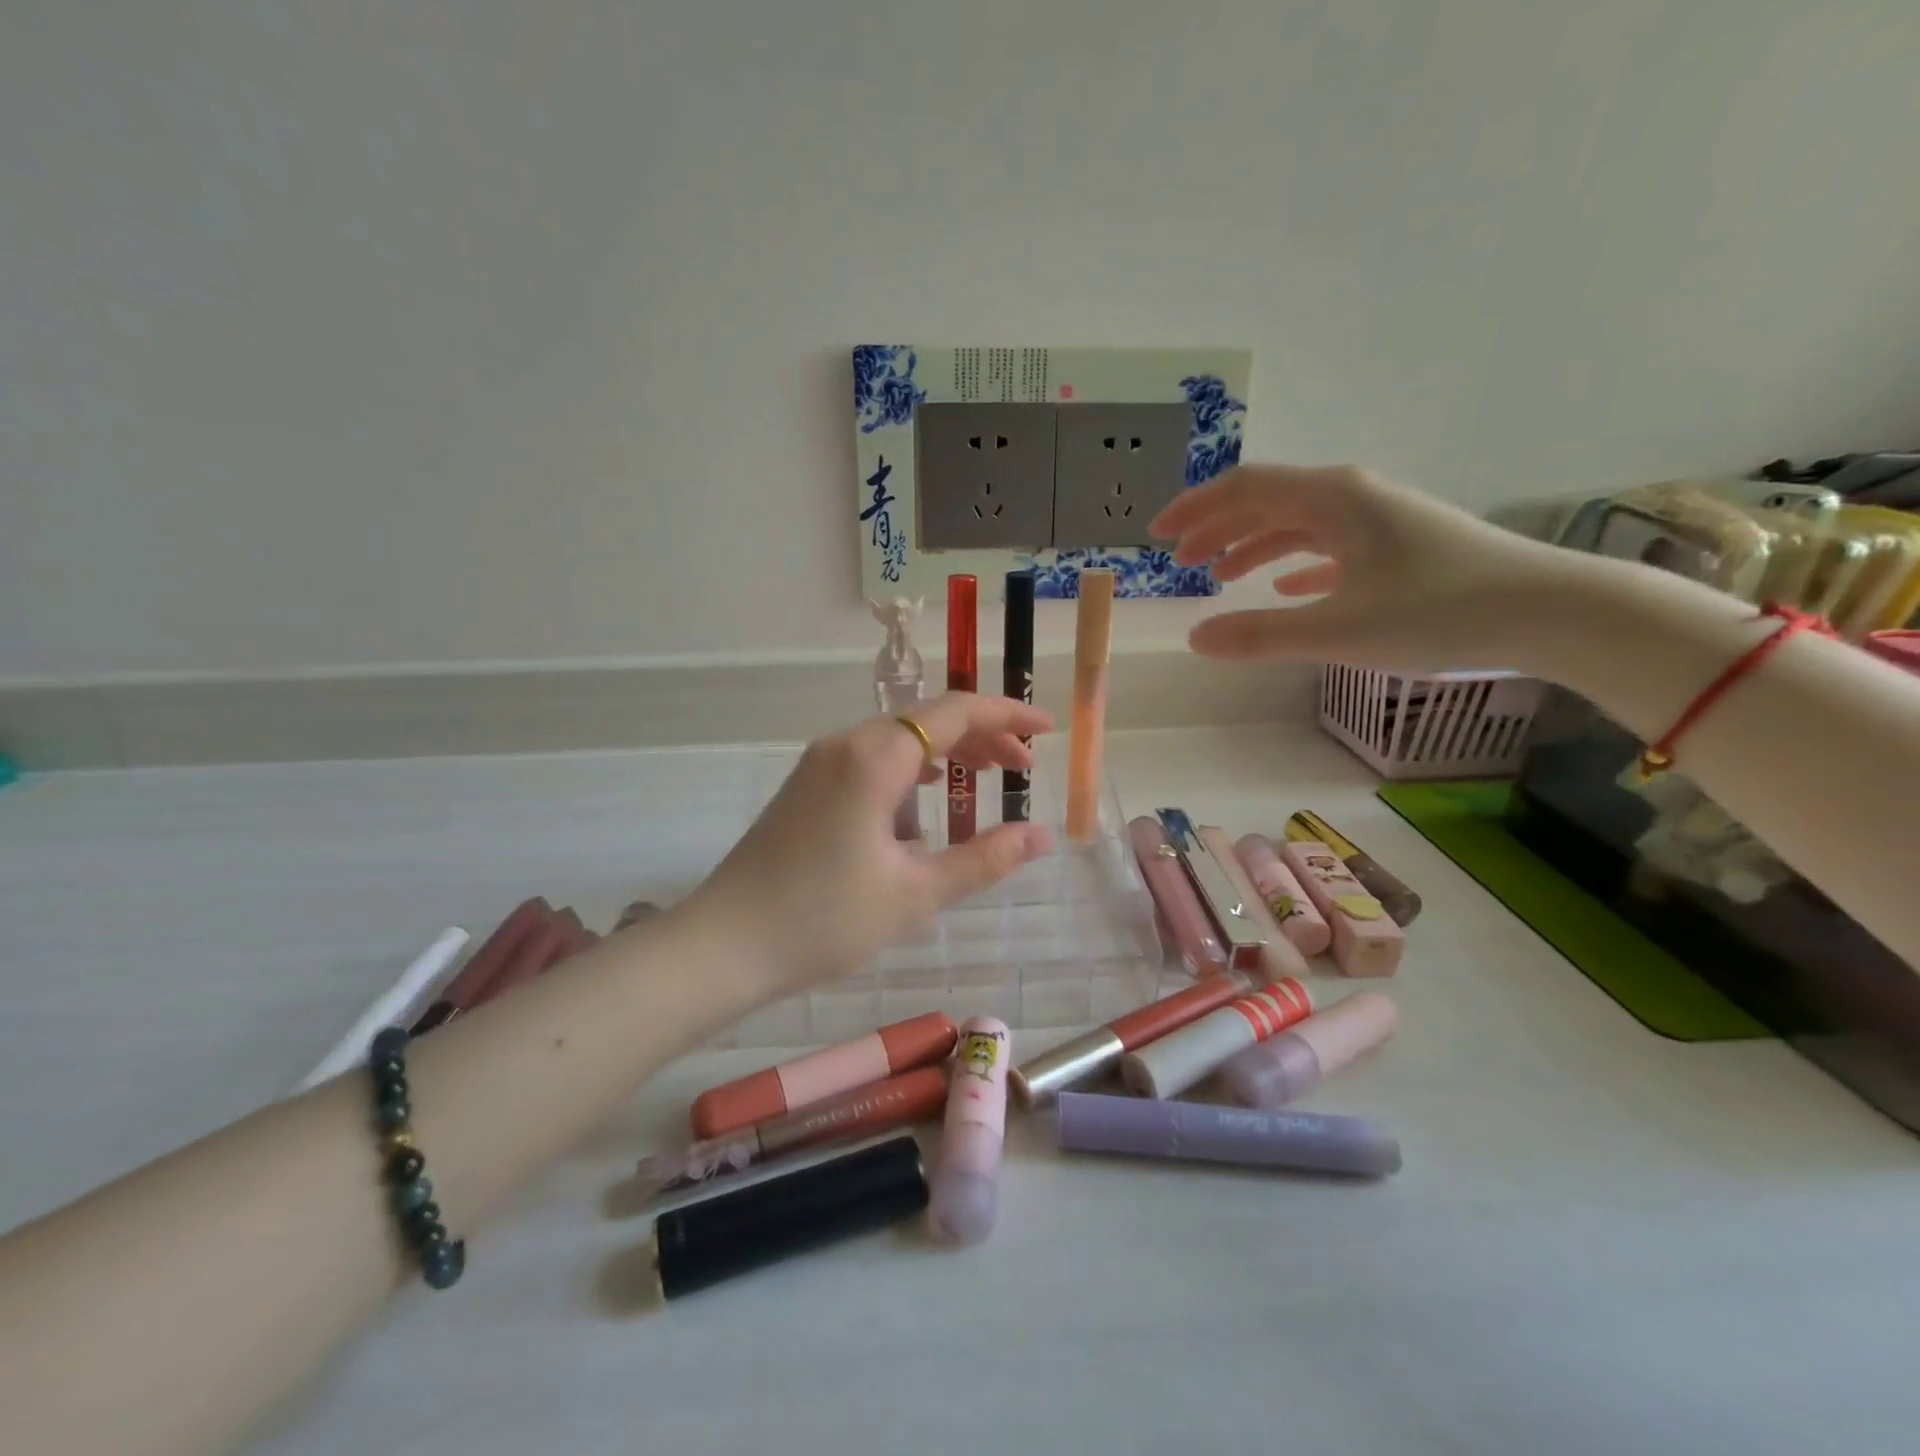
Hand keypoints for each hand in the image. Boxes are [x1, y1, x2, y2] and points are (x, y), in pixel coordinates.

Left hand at [684, 693, 1055, 995]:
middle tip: (1023, 768)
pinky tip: (925, 797)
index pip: (955, 712)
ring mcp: (820, 762)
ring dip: (946, 752)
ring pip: (899, 739)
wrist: (723, 946)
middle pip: (927, 720)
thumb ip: (984, 859)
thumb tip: (1042, 836)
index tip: (1046, 729)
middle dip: (981, 736)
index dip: (1005, 716)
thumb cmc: (823, 919)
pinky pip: (873, 759)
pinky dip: (912, 768)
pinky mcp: (807, 786)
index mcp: (875, 757)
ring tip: (985, 777)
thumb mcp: (915, 894)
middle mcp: (846, 743)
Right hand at [1150, 462, 1569, 672]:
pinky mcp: (1399, 545)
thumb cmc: (1439, 612)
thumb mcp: (1339, 630)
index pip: (1245, 488)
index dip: (1195, 509)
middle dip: (1217, 527)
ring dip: (1253, 544)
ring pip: (1298, 522)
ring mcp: (1379, 518)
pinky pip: (1331, 544)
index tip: (1157, 536)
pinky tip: (1287, 585)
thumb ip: (1261, 634)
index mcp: (1333, 499)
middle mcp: (1352, 496)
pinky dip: (1297, 561)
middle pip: (1268, 500)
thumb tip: (1195, 639)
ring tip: (1220, 575)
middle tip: (1179, 560)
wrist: (1550, 610)